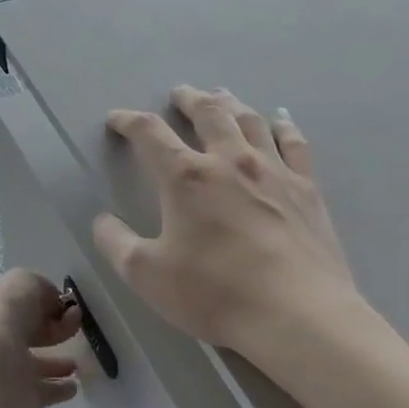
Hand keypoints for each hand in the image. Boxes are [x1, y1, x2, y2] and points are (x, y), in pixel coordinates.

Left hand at [0, 268, 84, 407]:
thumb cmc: (9, 315)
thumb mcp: (26, 282)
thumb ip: (42, 289)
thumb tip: (55, 303)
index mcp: (0, 310)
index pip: (24, 306)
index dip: (47, 303)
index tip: (69, 307)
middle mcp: (2, 340)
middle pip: (29, 335)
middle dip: (52, 331)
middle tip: (75, 328)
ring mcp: (10, 371)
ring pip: (37, 366)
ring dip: (56, 364)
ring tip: (76, 364)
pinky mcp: (22, 398)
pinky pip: (45, 392)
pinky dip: (60, 390)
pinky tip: (73, 386)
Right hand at [93, 86, 365, 362]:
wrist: (297, 314)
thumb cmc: (215, 293)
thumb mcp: (147, 275)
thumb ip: (116, 243)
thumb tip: (101, 221)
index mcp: (187, 178)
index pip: (150, 134)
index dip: (129, 121)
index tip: (117, 119)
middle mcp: (230, 161)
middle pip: (207, 113)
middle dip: (188, 100)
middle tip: (179, 93)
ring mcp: (273, 171)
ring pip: (250, 121)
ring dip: (230, 103)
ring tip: (221, 96)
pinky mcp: (307, 188)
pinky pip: (293, 143)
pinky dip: (282, 125)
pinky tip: (279, 119)